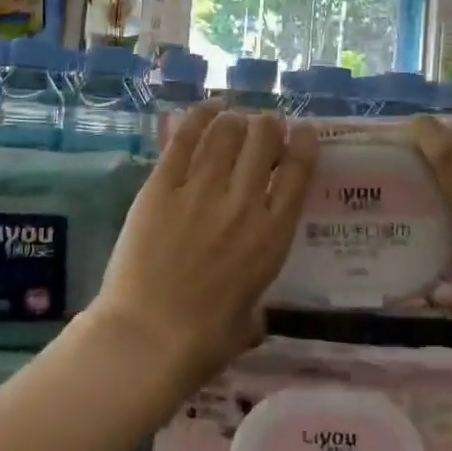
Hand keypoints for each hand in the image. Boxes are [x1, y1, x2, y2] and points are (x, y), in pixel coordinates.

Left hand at [91, 104, 317, 385]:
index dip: (304, 143)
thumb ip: (256, 308)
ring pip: (226, 133)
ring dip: (235, 120)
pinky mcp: (161, 187)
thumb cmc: (204, 341)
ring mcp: (200, 191)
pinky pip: (184, 141)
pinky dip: (199, 118)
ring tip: (234, 119)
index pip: (298, 172)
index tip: (303, 132)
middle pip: (263, 141)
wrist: (147, 338)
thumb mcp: (247, 324)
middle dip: (268, 126)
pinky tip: (208, 109)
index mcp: (272, 236)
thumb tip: (254, 317)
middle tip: (264, 126)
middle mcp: (243, 203)